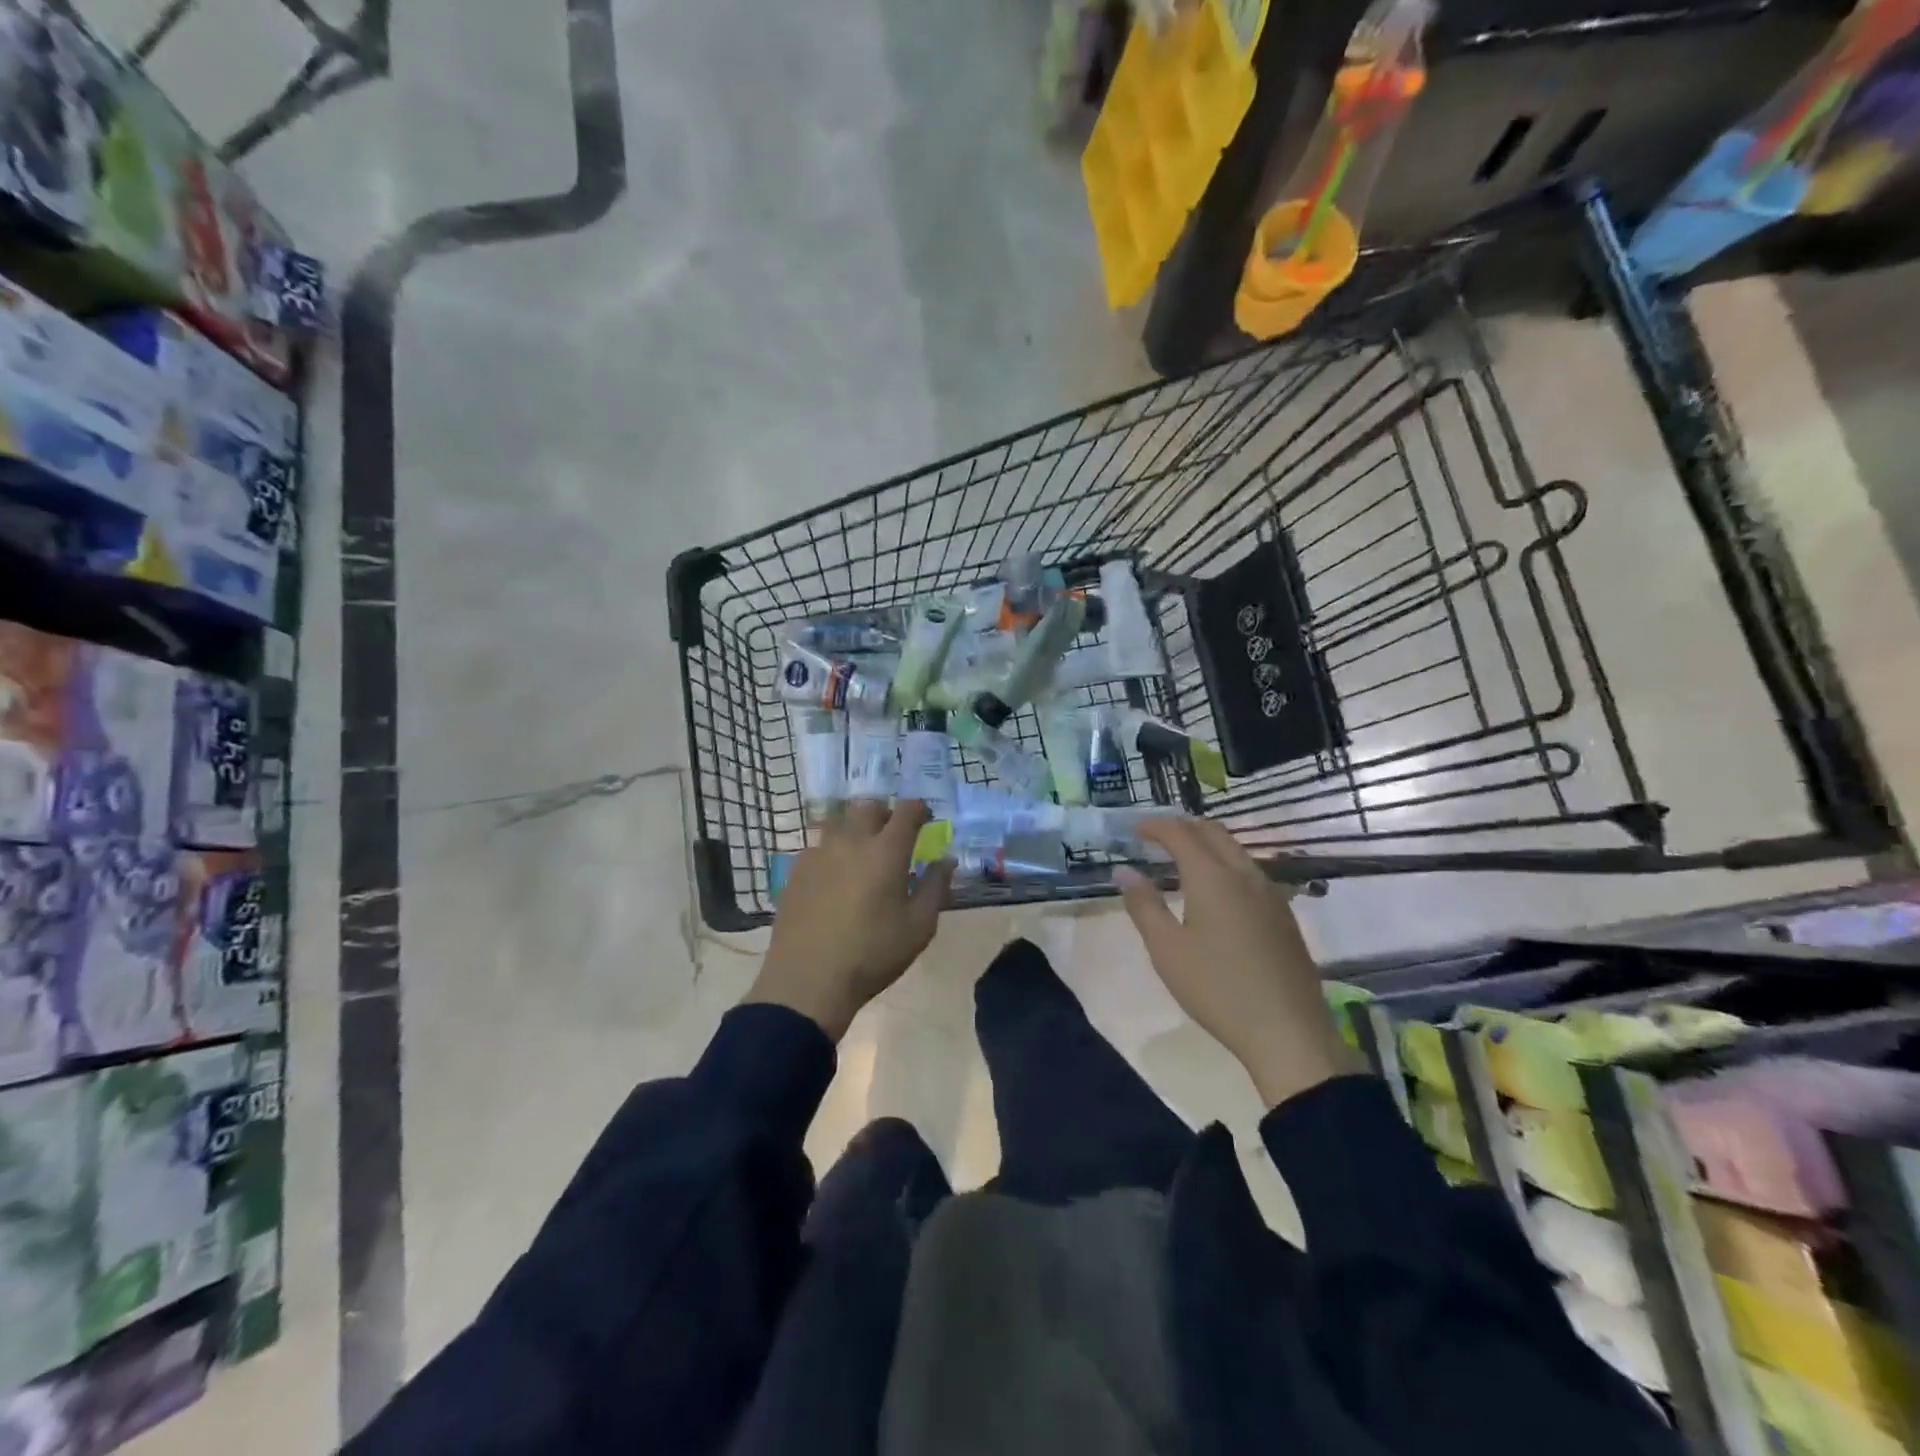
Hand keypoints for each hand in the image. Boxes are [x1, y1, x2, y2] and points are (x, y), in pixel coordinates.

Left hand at [747, 799, 954, 1041]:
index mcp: (886, 851)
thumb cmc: (872, 954)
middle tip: (892, 834)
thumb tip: (947, 860)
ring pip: (838, 822)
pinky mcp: (796, 871)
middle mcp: (851, 841)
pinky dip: (831, 851)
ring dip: (854, 828)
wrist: (808, 980)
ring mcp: (819, 853)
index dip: (919, 809)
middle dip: (884, 813)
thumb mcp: (919, 927)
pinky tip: (833, 876)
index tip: (925, 819)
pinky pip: (817, 846)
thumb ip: (936, 887)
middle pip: (868, 806)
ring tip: (861, 852)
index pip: (907, 811)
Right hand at [1114, 818, 1356, 1108]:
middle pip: (1213, 832)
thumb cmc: (1217, 988)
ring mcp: (1270, 893)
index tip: (1135, 829)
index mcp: (1212, 877)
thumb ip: (1144, 905)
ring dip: (1206, 843)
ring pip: (1235, 850)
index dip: (1156, 825)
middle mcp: (1244, 874)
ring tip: (1182, 859)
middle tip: (1157, 837)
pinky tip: (1216, 890)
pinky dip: (1225, 863)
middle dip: (1183, 826)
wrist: (1287, 1030)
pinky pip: (1250, 871)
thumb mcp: (1166, 949)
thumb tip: (1124, 871)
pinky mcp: (1284, 914)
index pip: (1180, 833)